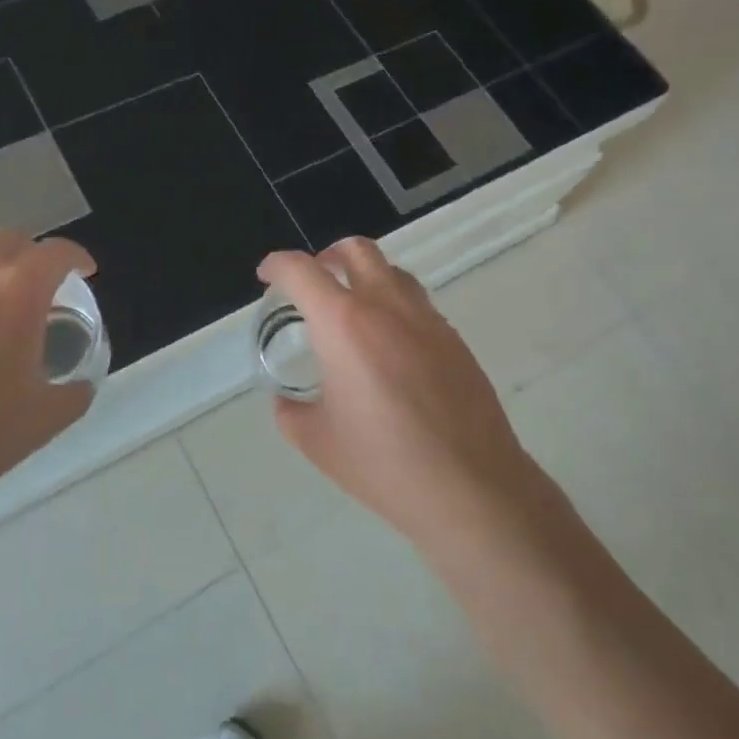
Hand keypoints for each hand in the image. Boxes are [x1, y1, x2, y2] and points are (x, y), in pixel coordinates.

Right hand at [256, 239, 538, 550]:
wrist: (471, 488)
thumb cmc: (383, 464)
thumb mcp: (317, 442)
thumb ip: (290, 412)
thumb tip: (286, 401)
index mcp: (344, 324)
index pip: (302, 271)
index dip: (277, 265)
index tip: (267, 276)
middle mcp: (387, 307)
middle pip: (356, 250)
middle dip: (327, 256)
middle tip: (311, 283)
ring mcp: (427, 319)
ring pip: (392, 272)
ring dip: (364, 277)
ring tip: (351, 312)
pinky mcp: (454, 340)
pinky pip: (417, 304)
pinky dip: (393, 306)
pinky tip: (388, 349)